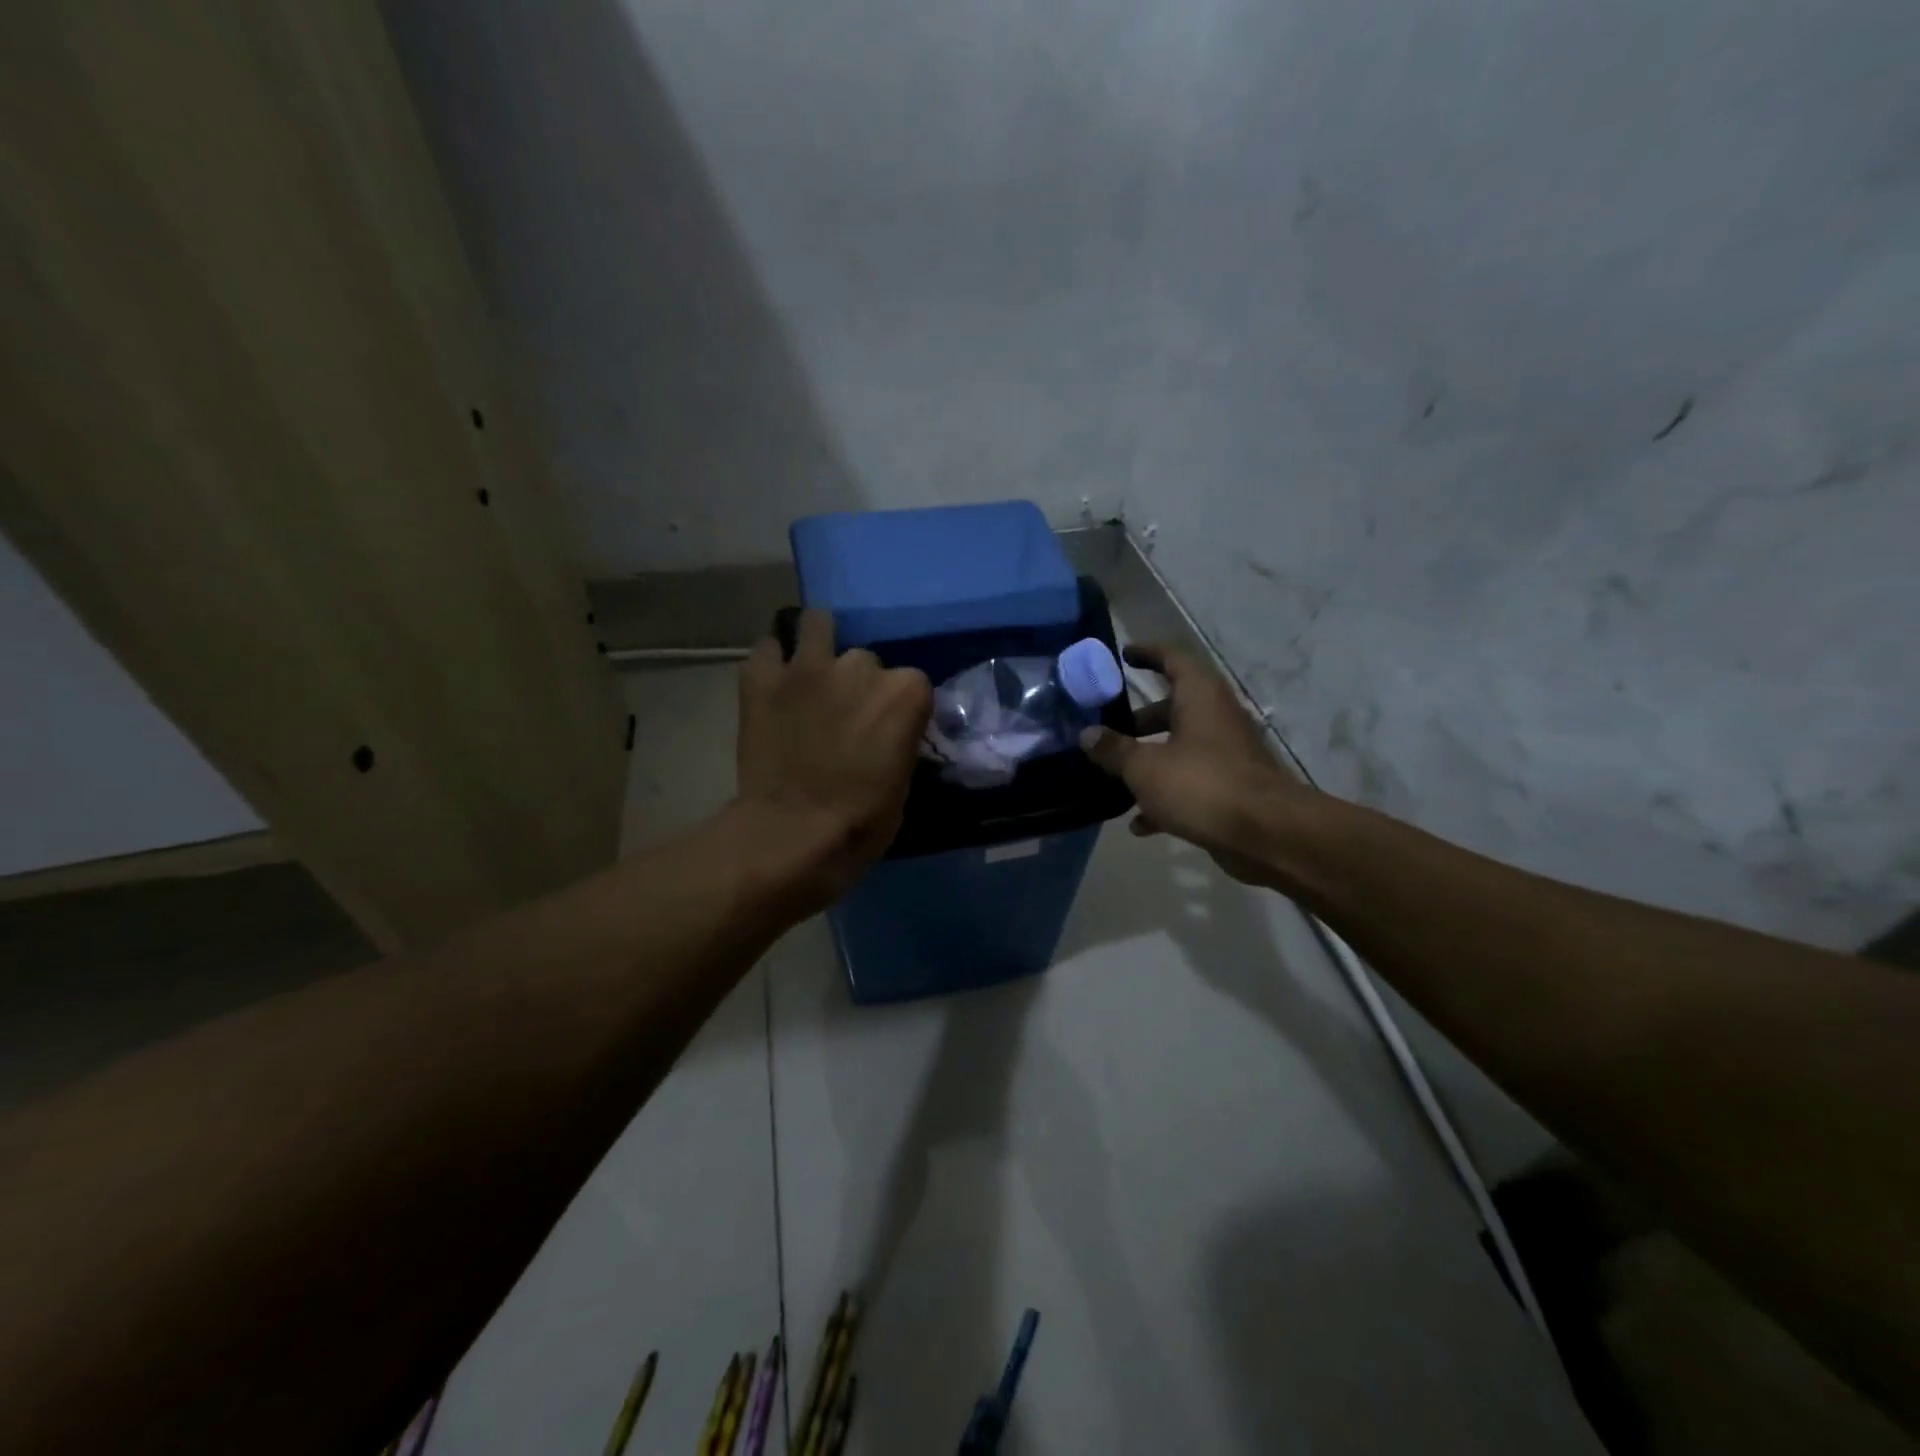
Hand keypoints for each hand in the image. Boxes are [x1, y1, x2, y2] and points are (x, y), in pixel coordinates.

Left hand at [734, 609, 931, 910]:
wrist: (791, 835)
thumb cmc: (860, 823)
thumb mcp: (903, 784)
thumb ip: (900, 741)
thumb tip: (890, 734)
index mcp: (904, 693)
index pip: (912, 682)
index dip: (899, 707)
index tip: (889, 730)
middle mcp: (860, 666)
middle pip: (865, 659)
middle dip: (857, 683)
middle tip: (844, 715)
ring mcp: (807, 667)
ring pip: (816, 624)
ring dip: (818, 646)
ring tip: (811, 676)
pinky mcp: (761, 678)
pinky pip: (767, 648)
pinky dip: (772, 662)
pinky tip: (774, 684)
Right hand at [1080, 642, 1313, 887]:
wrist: (1266, 835)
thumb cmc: (1201, 785)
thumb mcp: (1145, 767)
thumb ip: (1114, 750)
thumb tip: (1087, 734)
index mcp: (1200, 698)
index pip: (1174, 659)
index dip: (1148, 653)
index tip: (1124, 655)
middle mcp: (1216, 719)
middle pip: (1173, 708)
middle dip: (1138, 721)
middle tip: (1108, 730)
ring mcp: (1226, 755)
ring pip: (1180, 748)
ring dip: (1149, 761)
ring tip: (1114, 779)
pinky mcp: (1230, 789)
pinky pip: (1190, 784)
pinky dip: (1165, 797)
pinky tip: (1139, 824)